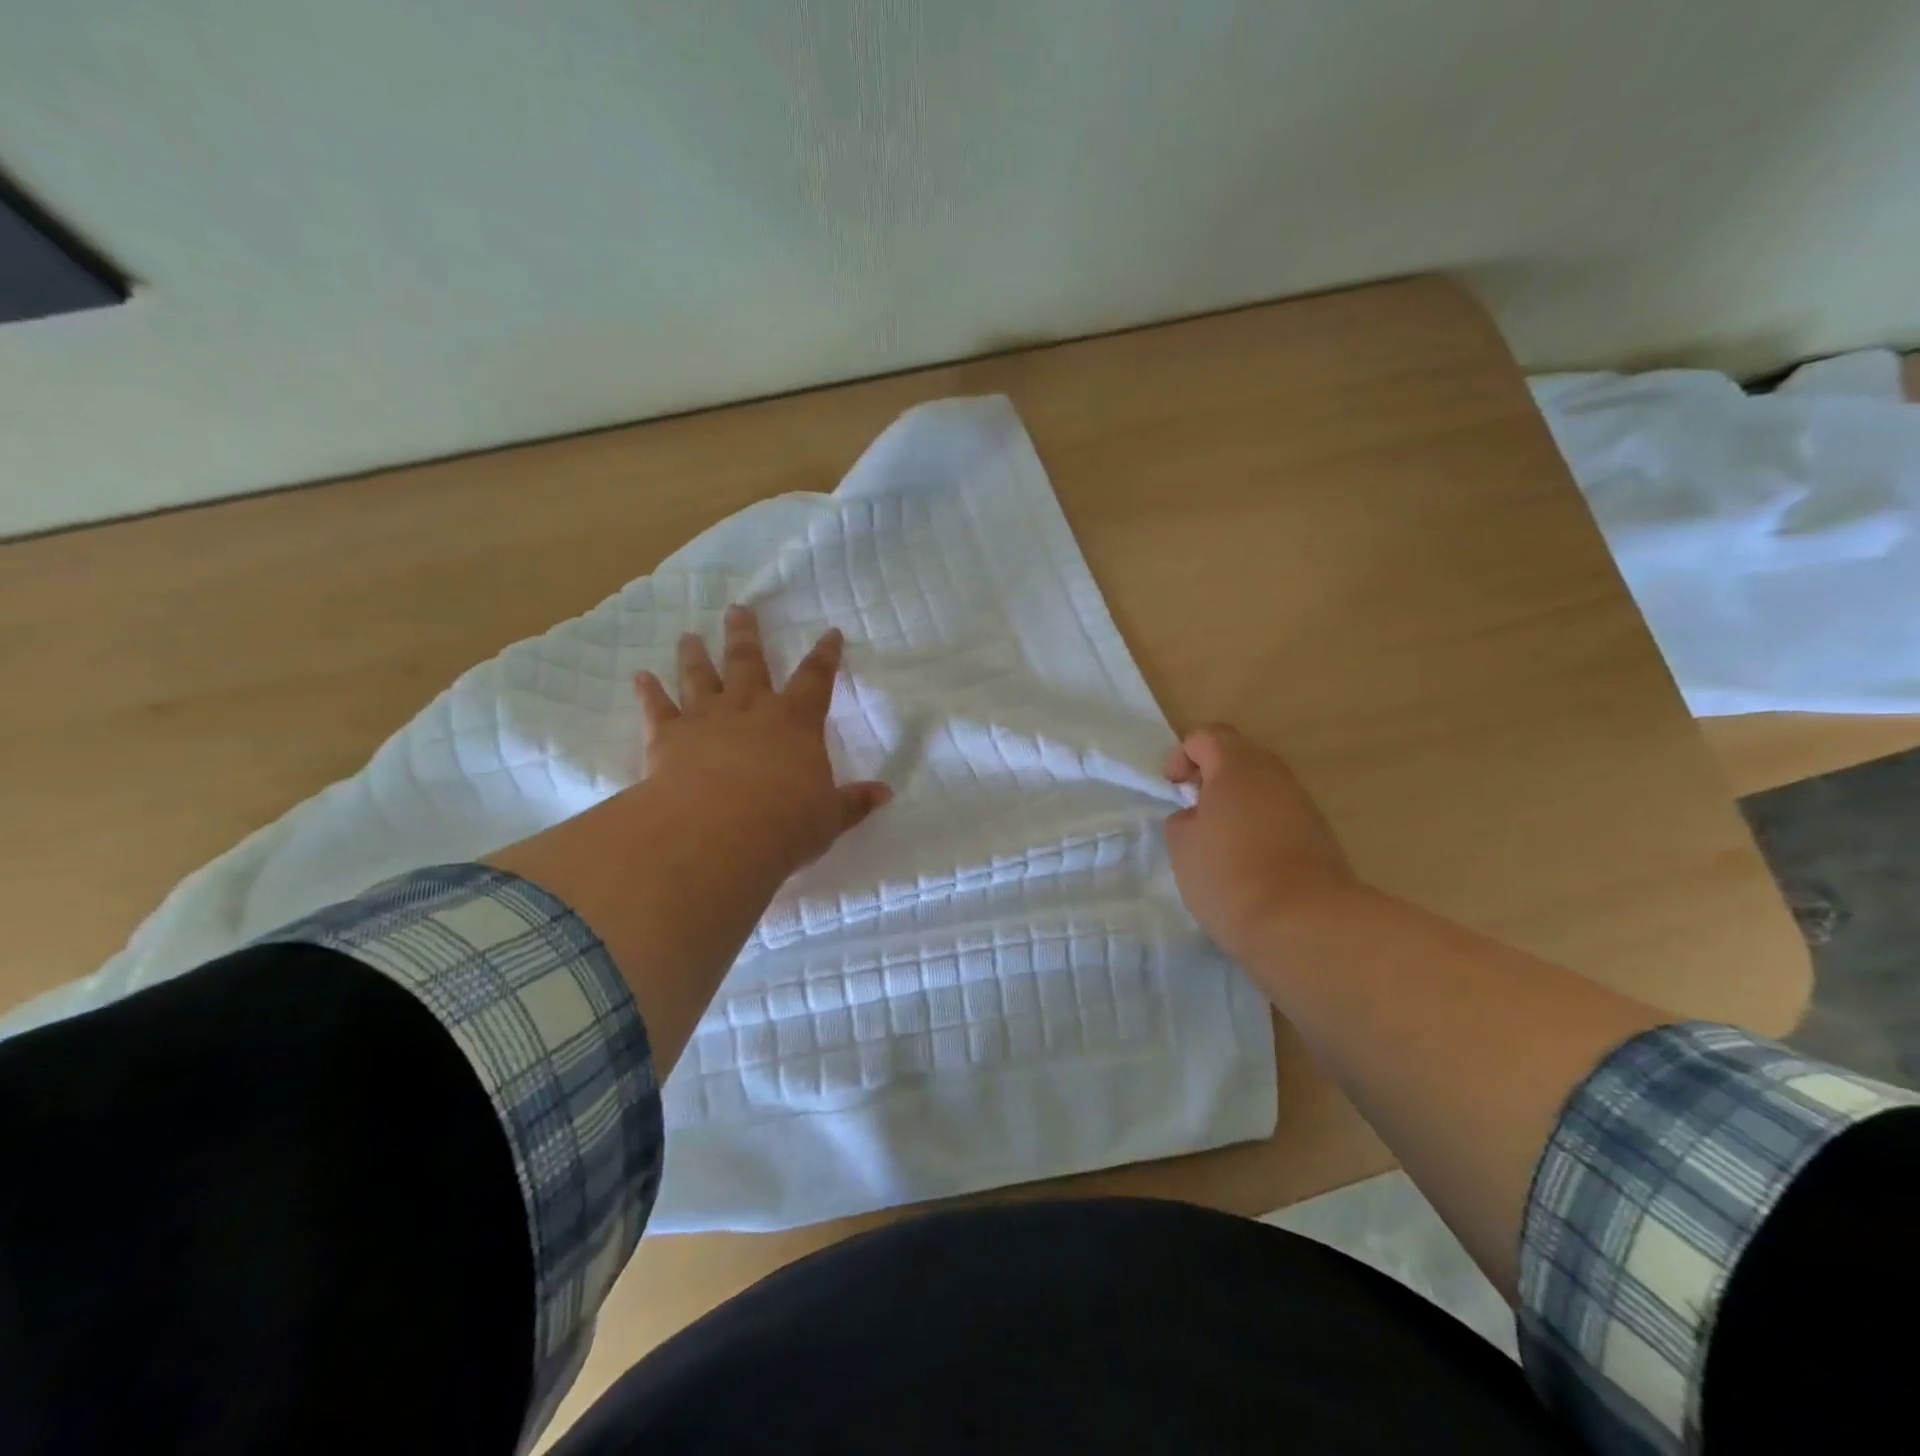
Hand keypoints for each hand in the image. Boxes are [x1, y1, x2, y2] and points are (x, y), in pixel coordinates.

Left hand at [633, 605, 890, 874]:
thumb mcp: (830, 817)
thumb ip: (854, 802)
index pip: (816, 680)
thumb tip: (885, 793)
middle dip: (746, 636)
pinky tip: (640, 676)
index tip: (831, 633)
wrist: (720, 831)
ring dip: (695, 655)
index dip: (825, 656)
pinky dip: (648, 692)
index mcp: (795, 722)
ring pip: (700, 677)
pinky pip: (657, 709)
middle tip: (738, 609)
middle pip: (749, 664)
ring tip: (688, 635)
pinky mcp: (668, 738)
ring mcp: (706, 719)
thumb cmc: (786, 822)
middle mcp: (751, 710)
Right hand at [1164, 725, 1362, 960]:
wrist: (1304, 923)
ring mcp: (1303, 805)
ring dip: (1238, 804)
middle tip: (1193, 810)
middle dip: (1212, 777)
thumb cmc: (1229, 875)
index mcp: (1238, 767)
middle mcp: (1275, 775)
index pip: (1207, 737)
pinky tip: (1247, 862)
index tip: (1173, 789)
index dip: (1183, 755)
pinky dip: (1260, 827)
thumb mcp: (1182, 846)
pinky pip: (1280, 816)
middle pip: (1240, 757)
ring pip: (1263, 788)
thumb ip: (1184, 820)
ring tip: (1218, 841)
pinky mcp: (1320, 836)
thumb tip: (1198, 817)